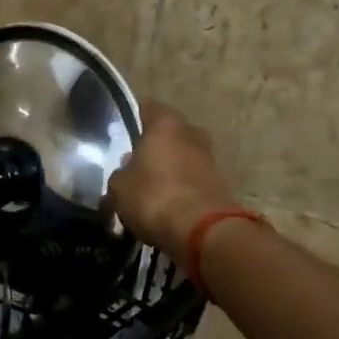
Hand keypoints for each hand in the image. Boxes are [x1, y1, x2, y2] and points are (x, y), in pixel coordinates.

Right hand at [107, 100, 240, 267]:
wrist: (202, 231)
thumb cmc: (153, 197)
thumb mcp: (119, 187)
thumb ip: (121, 173)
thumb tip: (126, 171)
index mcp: (166, 125)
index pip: (147, 108)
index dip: (133, 116)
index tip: (120, 129)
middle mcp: (191, 134)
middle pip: (169, 132)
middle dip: (153, 144)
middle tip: (133, 160)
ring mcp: (209, 159)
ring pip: (182, 156)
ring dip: (168, 167)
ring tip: (147, 186)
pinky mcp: (219, 185)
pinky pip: (191, 179)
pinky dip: (179, 187)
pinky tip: (164, 203)